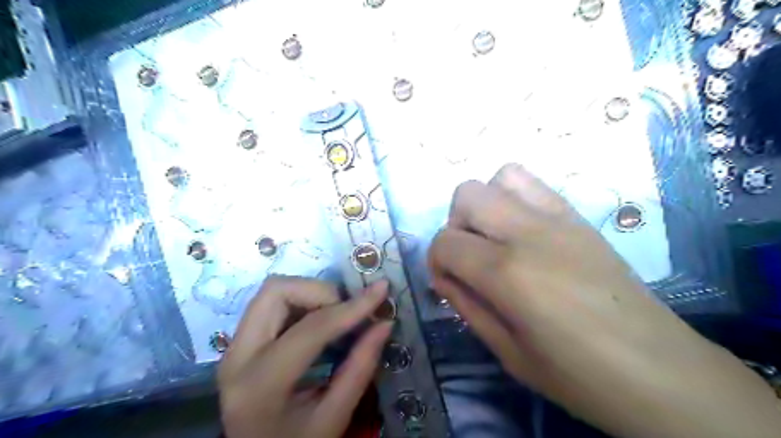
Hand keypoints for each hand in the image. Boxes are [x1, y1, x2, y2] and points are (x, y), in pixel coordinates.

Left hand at [218, 278, 390, 437]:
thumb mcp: (333, 418)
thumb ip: (360, 368)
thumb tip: (384, 323)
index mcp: (261, 384)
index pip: (311, 328)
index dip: (351, 307)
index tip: (380, 291)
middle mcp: (238, 356)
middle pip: (276, 291)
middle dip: (320, 291)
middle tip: (347, 311)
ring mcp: (234, 346)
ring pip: (272, 291)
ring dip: (310, 293)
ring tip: (336, 315)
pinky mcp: (240, 341)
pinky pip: (272, 303)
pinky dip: (301, 301)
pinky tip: (320, 321)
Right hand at [430, 163, 777, 437]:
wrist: (659, 370)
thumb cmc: (577, 375)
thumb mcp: (506, 351)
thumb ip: (465, 305)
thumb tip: (442, 276)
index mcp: (507, 272)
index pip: (445, 241)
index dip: (436, 261)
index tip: (448, 282)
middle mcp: (529, 232)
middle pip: (467, 194)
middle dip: (455, 224)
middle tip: (470, 258)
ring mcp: (559, 218)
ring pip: (502, 176)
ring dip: (486, 204)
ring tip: (495, 238)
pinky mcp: (580, 218)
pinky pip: (535, 186)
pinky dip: (516, 198)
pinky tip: (524, 233)